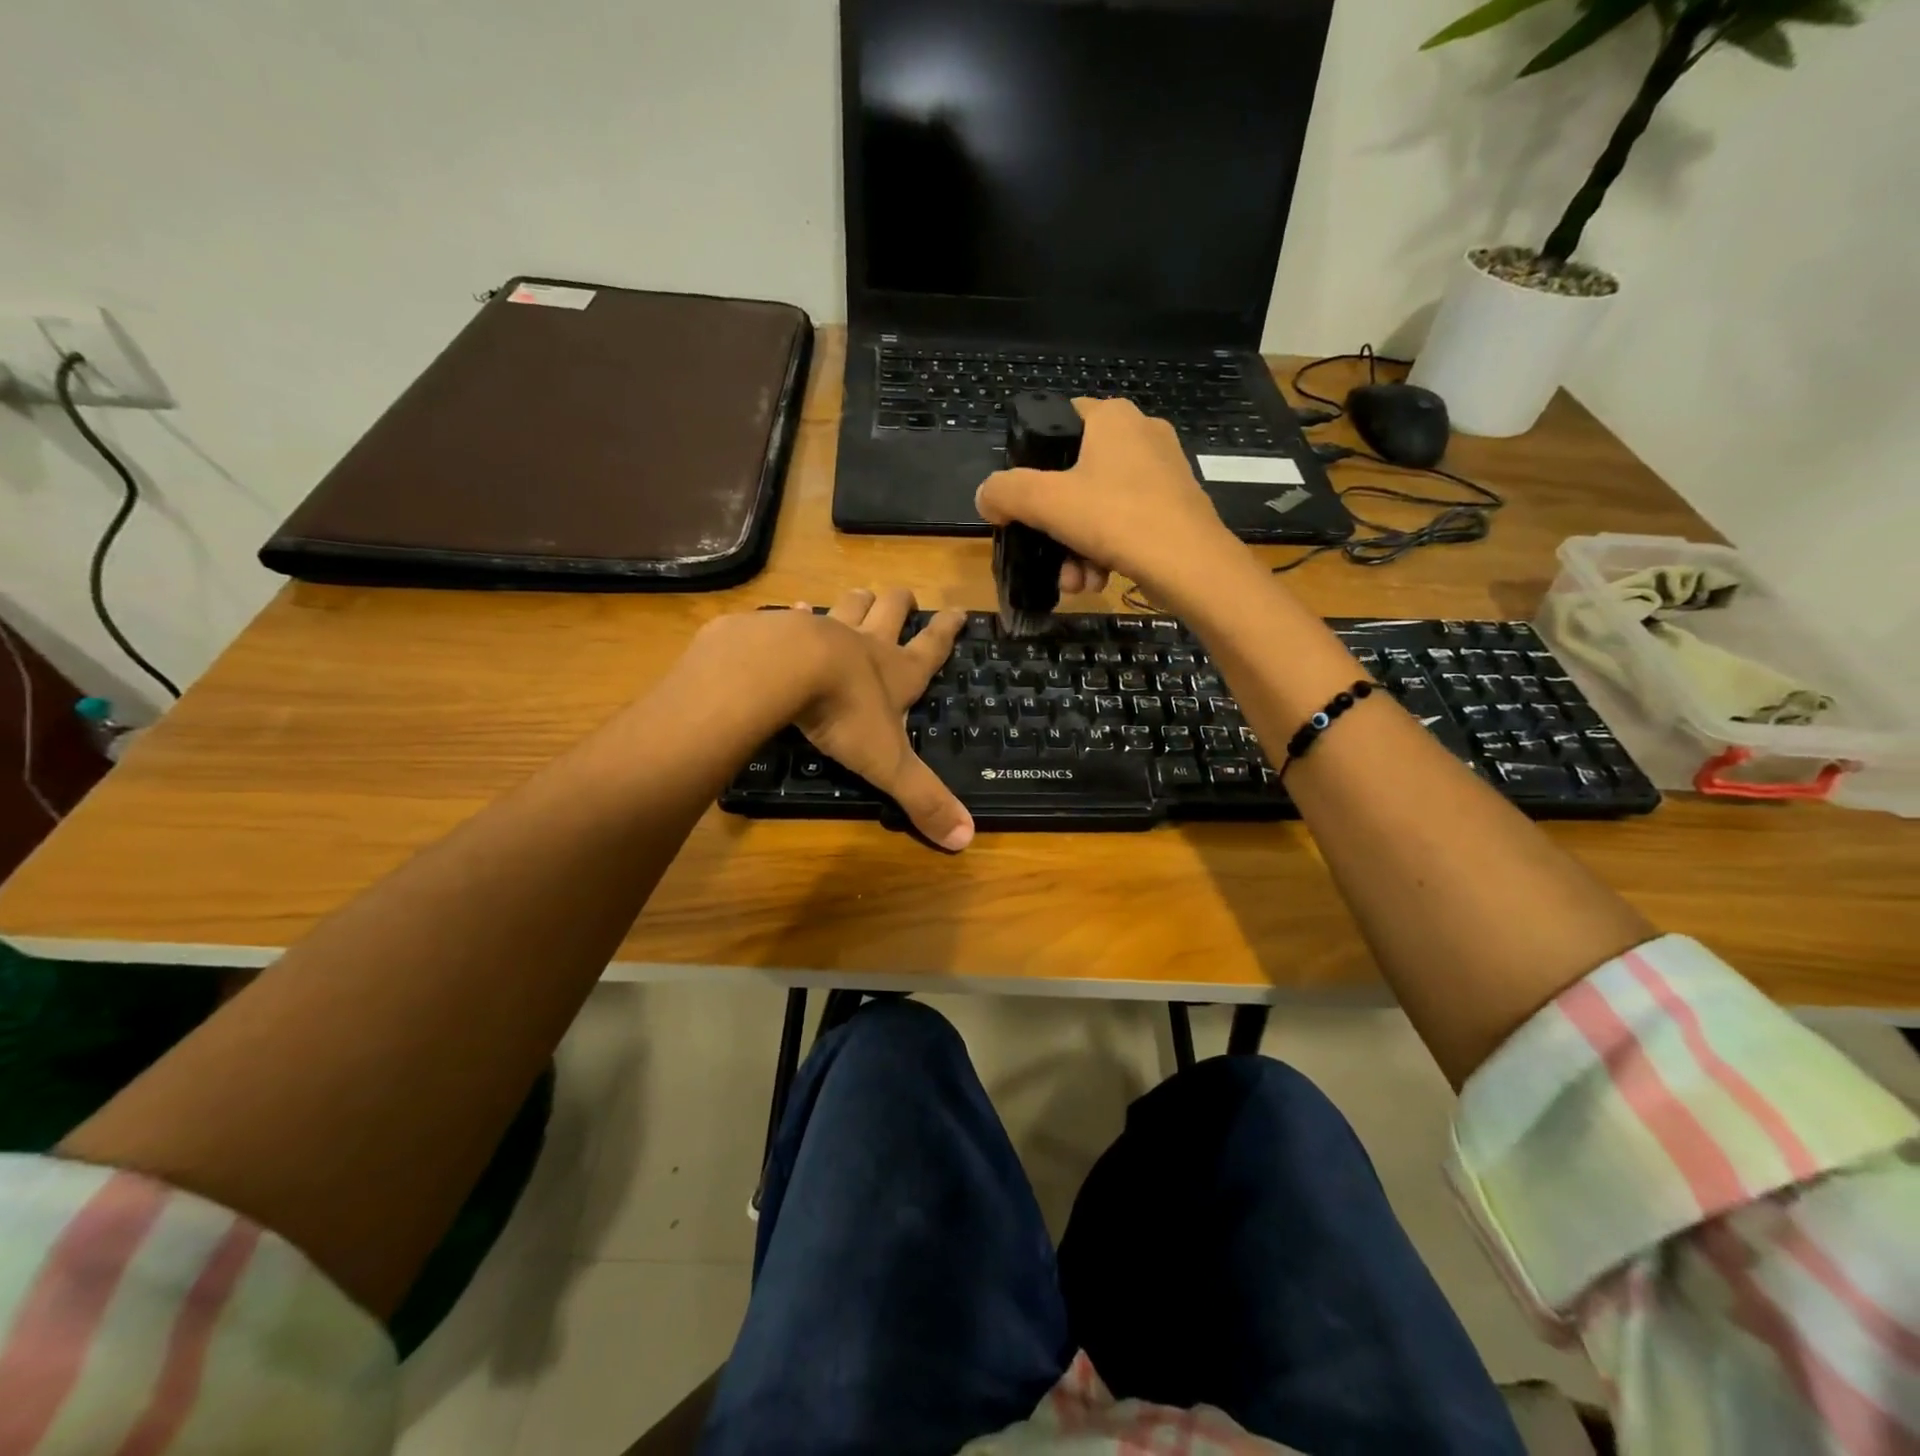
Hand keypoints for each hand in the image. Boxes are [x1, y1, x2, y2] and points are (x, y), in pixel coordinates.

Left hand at [784, 589, 973, 851]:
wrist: (783, 670)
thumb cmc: (845, 714)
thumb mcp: (889, 763)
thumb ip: (923, 798)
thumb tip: (966, 839)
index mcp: (896, 672)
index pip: (932, 648)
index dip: (948, 630)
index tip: (959, 611)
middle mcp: (865, 644)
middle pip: (890, 611)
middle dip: (900, 603)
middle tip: (905, 597)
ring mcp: (824, 630)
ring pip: (849, 605)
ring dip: (858, 601)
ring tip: (861, 596)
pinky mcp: (783, 629)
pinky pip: (793, 614)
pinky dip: (796, 612)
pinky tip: (792, 609)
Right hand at [975, 398, 1244, 612]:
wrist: (1191, 565)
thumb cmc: (1116, 518)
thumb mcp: (1046, 502)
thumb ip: (1006, 492)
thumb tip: (986, 497)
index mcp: (1113, 417)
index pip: (1059, 420)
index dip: (1032, 457)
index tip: (1022, 497)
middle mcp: (1142, 435)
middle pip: (1076, 476)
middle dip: (1056, 525)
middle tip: (1046, 553)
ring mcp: (1163, 473)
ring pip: (1099, 508)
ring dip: (1076, 549)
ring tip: (1075, 580)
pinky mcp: (1175, 508)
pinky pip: (1124, 526)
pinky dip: (1105, 553)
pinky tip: (1098, 581)